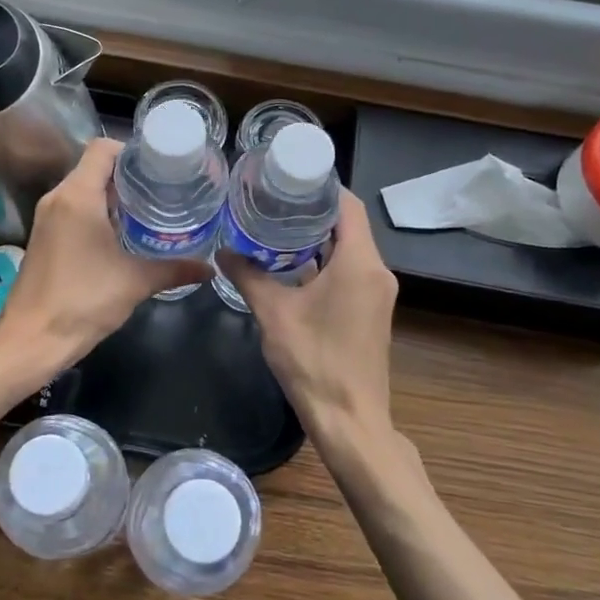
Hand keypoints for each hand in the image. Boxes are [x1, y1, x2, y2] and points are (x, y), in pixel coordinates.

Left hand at [0, 138, 207, 373]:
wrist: (31, 340)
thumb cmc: (83, 301)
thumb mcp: (135, 282)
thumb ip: (174, 270)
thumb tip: (208, 268)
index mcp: (78, 195)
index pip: (103, 148)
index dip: (132, 151)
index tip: (160, 168)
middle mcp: (58, 198)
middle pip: (94, 167)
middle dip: (129, 176)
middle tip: (164, 189)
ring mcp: (47, 218)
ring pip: (83, 190)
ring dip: (113, 196)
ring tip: (149, 210)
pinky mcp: (44, 238)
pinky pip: (74, 210)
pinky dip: (97, 213)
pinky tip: (122, 235)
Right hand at [223, 191, 399, 460]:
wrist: (350, 421)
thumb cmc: (314, 362)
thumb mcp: (274, 314)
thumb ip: (248, 276)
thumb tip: (222, 251)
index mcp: (360, 263)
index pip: (348, 205)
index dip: (321, 187)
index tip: (288, 178)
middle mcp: (377, 271)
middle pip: (348, 225)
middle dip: (312, 211)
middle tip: (272, 200)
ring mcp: (377, 293)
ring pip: (349, 250)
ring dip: (316, 238)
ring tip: (274, 227)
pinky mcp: (371, 311)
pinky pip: (350, 271)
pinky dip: (324, 262)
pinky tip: (290, 266)